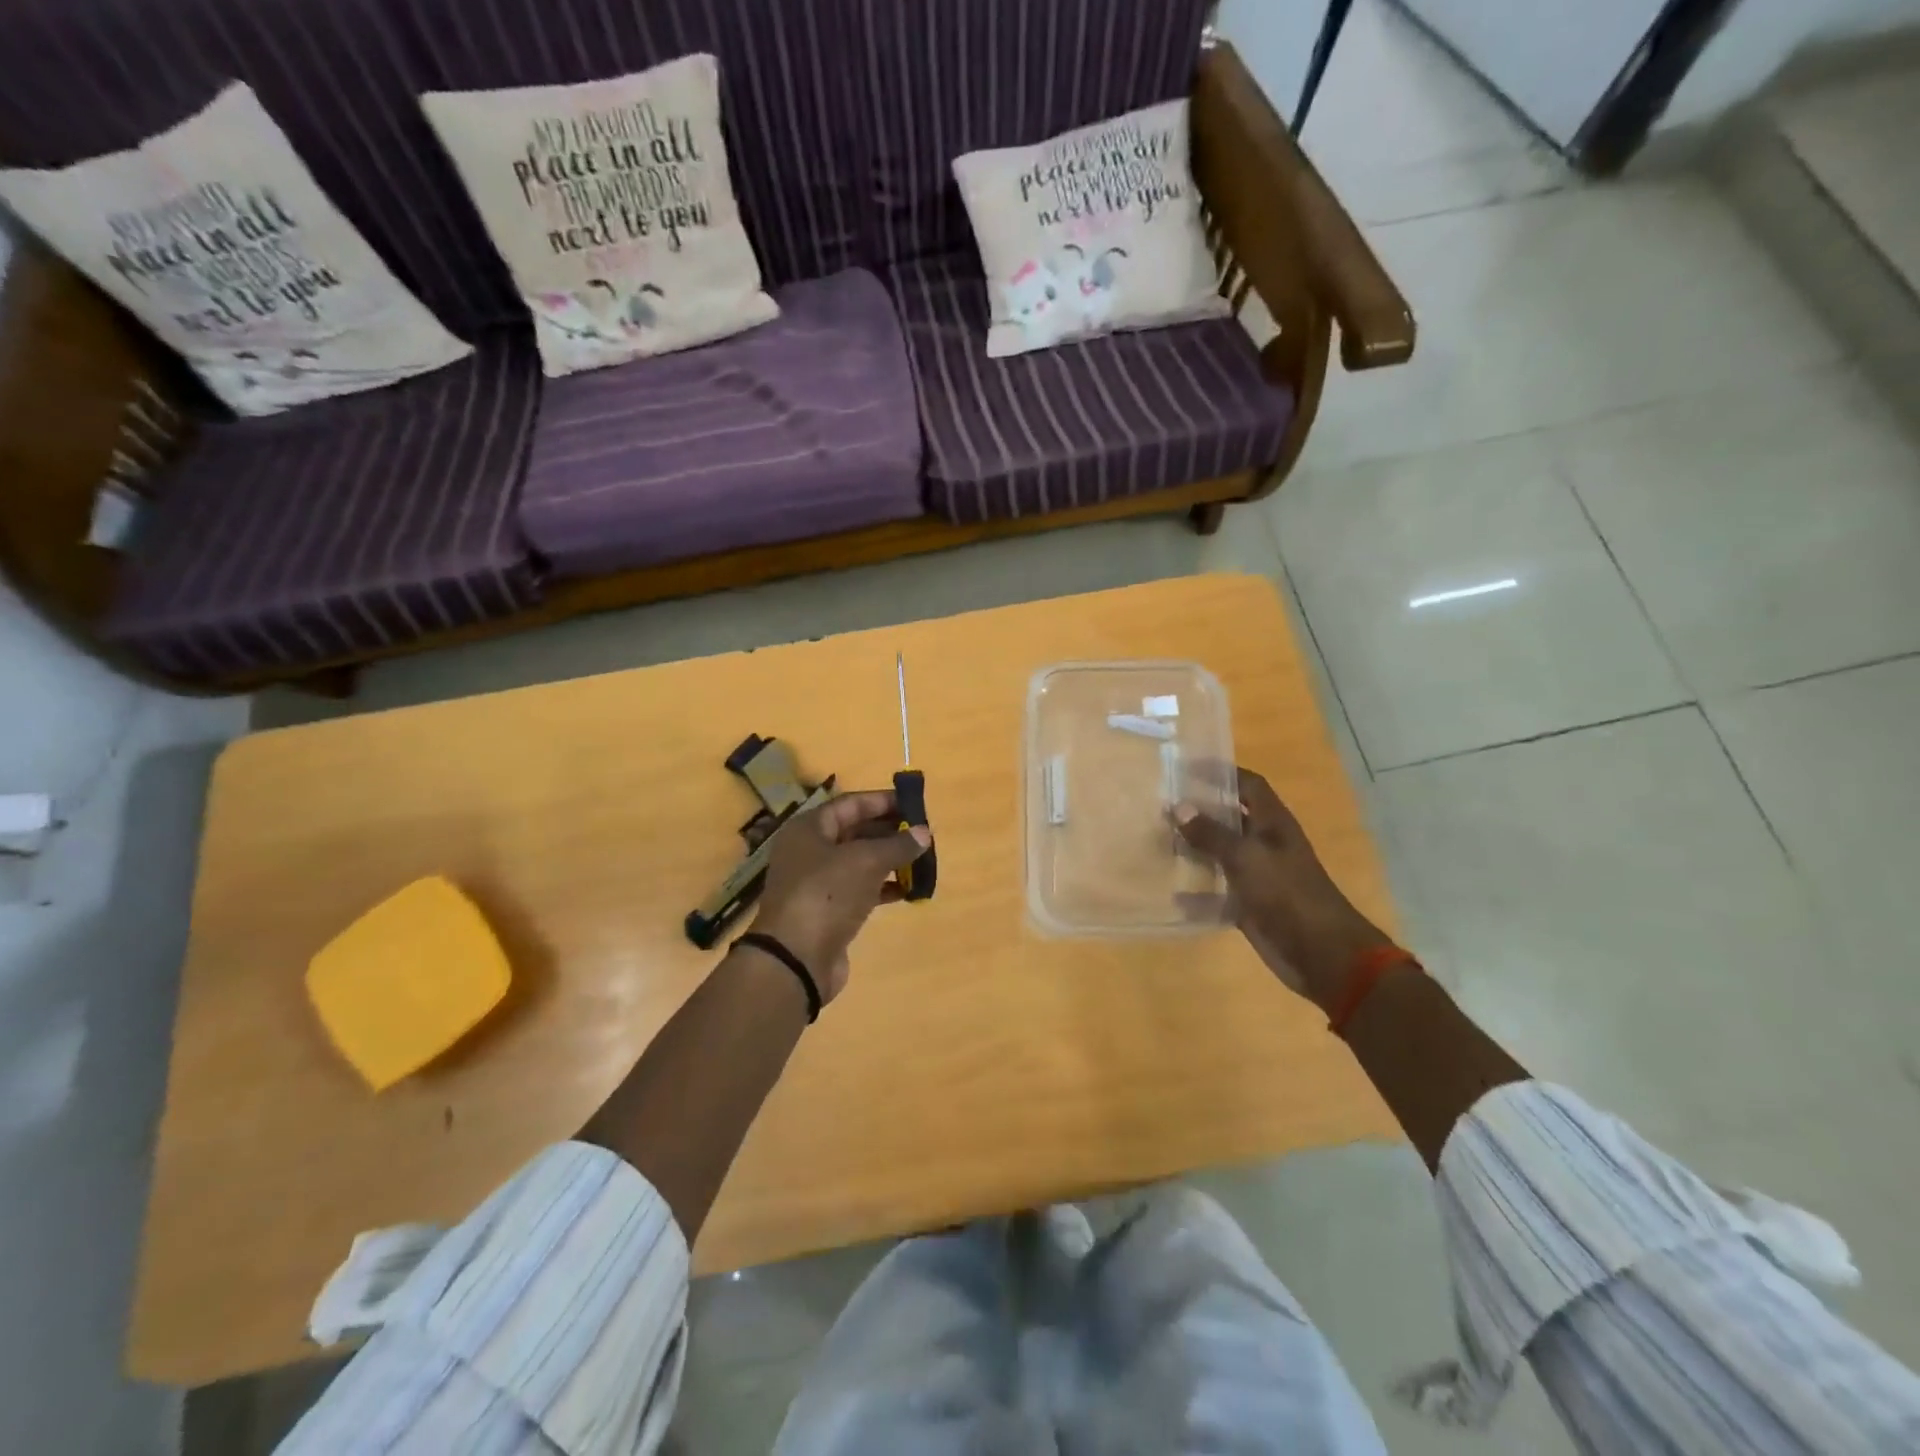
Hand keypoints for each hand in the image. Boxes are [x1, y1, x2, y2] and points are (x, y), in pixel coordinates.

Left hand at [748, 789, 931, 1004]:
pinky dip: (883, 888)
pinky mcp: (827, 911)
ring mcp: (817, 883)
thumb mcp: (866, 861)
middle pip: (854, 831)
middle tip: (922, 834)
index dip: (882, 801)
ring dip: (889, 860)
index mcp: (809, 828)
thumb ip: (897, 845)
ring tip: (921, 860)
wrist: (796, 959)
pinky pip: (860, 889)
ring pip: (859, 862)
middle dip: (889, 831)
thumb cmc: (827, 894)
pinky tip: (908, 891)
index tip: (914, 803)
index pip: (850, 804)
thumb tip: (924, 833)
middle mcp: (809, 851)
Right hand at [1175, 767, 1393, 1010]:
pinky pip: (1217, 890)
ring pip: (1221, 853)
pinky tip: (1171, 890)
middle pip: (1231, 818)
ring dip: (1195, 848)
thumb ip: (1211, 833)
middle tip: (1162, 803)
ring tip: (1158, 839)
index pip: (1248, 785)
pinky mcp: (1249, 904)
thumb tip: (1177, 806)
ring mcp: (1258, 875)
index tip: (1187, 767)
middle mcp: (1265, 844)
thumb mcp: (1246, 857)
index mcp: (1273, 824)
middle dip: (1201, 810)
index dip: (1222, 772)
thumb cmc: (1287, 894)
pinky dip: (1197, 890)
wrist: (1320, 952)